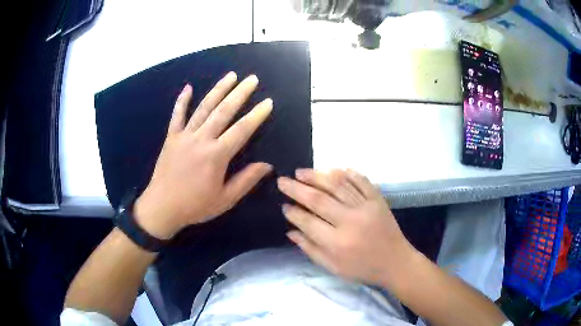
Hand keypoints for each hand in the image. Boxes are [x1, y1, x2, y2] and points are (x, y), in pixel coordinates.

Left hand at [134, 72, 272, 238]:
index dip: (257, 115)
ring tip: (231, 75)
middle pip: (223, 111)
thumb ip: (246, 180)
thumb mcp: (225, 199)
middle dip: (240, 93)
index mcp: (216, 155)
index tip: (268, 102)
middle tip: (252, 79)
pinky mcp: (171, 137)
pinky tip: (188, 87)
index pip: (241, 130)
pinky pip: (177, 115)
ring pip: (203, 108)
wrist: (162, 207)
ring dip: (218, 90)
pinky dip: (182, 100)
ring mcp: (184, 136)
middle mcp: (201, 140)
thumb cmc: (195, 206)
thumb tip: (267, 165)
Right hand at [277, 169, 413, 286]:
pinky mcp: (378, 200)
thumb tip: (290, 230)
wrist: (395, 262)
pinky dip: (347, 174)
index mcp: (338, 243)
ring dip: (317, 176)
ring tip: (301, 172)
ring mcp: (366, 207)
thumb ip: (310, 249)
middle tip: (283, 180)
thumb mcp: (333, 267)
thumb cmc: (362, 268)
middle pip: (319, 199)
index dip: (293, 213)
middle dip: (297, 188)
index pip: (308, 222)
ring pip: (337, 185)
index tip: (283, 206)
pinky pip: (361, 181)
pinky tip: (334, 169)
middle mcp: (351, 222)